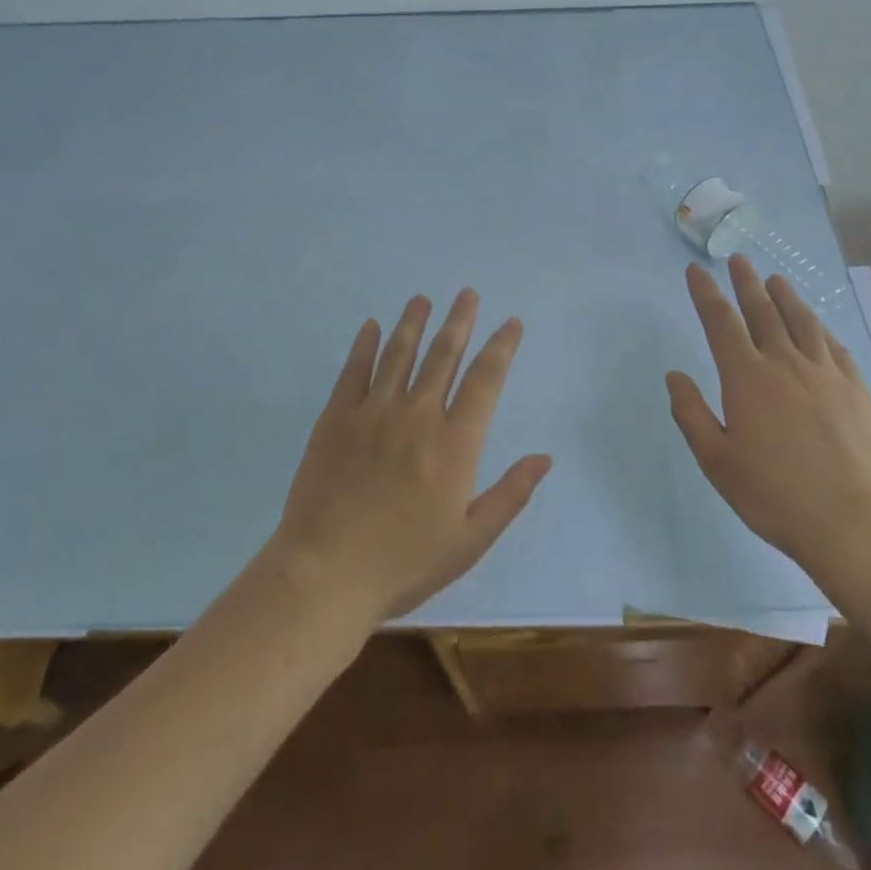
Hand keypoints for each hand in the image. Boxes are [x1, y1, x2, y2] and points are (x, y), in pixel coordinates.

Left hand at [270, 289, 551, 623]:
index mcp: (454, 444)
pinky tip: (370, 326)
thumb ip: (510, 494)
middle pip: (443, 355)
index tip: (511, 323)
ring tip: (422, 299)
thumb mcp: (470, 540)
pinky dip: (364, 345)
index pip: (485, 380)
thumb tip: (545, 457)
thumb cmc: (404, 563)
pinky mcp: (336, 419)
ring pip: (399, 354)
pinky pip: (353, 371)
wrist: (325, 576)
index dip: (501, 347)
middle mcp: (417, 416)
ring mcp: (373, 413)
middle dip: (459, 320)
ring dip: (413, 323)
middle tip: (467, 293)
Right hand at [665, 254, 870, 566]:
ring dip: (785, 296)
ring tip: (775, 279)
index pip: (720, 322)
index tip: (696, 271)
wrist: (851, 521)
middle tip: (738, 259)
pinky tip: (817, 325)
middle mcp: (785, 363)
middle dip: (746, 282)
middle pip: (762, 311)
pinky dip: (820, 328)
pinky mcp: (856, 389)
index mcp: (746, 378)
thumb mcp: (716, 461)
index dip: (706, 293)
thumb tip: (675, 376)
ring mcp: (825, 373)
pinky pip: (835, 346)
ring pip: (802, 321)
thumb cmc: (773, 494)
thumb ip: (692, 414)